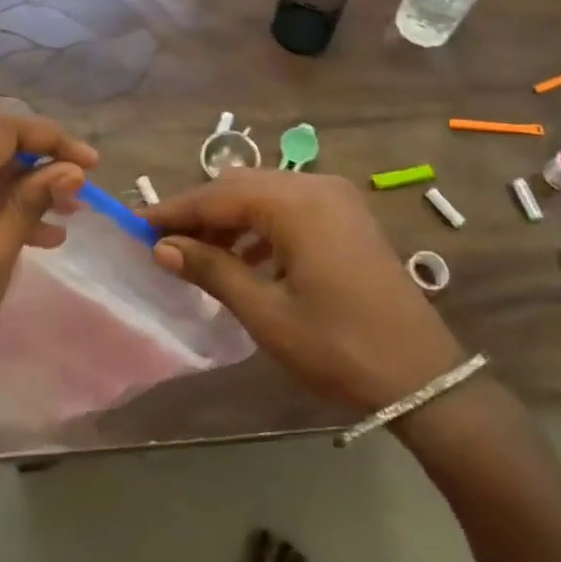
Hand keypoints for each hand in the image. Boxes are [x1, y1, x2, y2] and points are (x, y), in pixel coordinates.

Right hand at [147, 171, 464, 411]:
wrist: (423, 376)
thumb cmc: (338, 347)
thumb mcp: (267, 314)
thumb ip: (213, 271)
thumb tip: (162, 247)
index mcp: (295, 202)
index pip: (218, 194)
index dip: (175, 210)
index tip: (137, 224)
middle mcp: (315, 185)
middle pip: (241, 186)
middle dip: (201, 212)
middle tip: (164, 242)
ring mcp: (337, 198)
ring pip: (266, 194)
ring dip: (231, 218)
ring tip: (200, 254)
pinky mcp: (348, 216)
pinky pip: (291, 207)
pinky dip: (262, 226)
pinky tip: (245, 259)